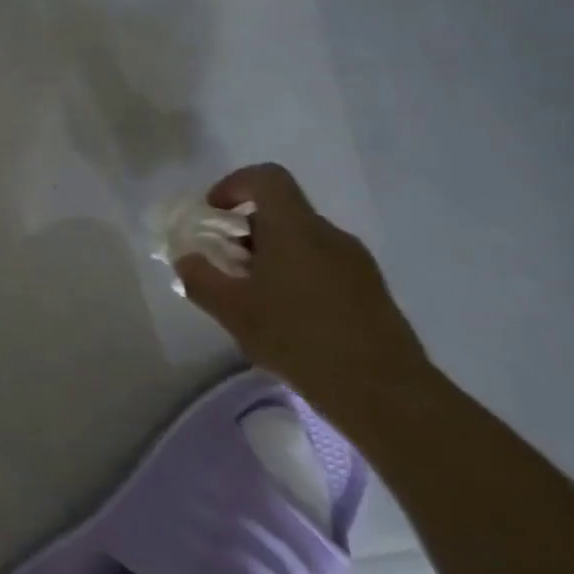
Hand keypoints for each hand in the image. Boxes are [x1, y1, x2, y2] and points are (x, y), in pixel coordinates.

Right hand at [175, 163, 433, 420]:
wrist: (387, 395)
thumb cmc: (300, 338)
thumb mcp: (233, 310)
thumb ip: (200, 278)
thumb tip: (187, 259)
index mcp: (295, 228)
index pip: (267, 177)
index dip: (234, 184)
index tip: (214, 214)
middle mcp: (329, 235)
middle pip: (282, 212)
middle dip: (246, 231)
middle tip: (226, 265)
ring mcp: (357, 263)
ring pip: (303, 242)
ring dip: (272, 257)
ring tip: (254, 298)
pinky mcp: (372, 292)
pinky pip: (324, 267)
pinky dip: (298, 278)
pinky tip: (289, 321)